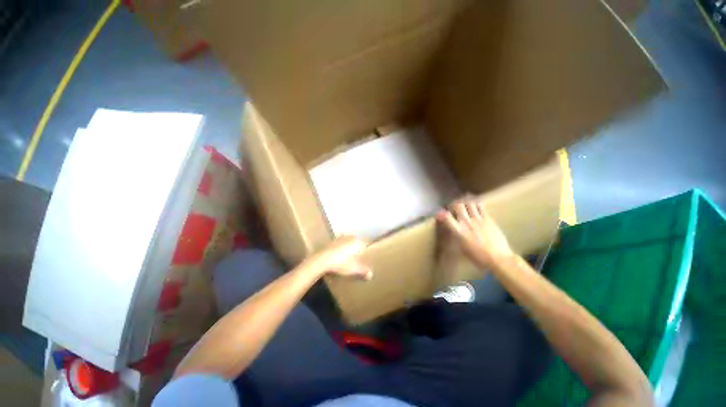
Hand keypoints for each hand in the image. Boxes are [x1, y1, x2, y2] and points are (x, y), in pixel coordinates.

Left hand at [304, 237, 372, 279]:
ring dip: (346, 249)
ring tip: (346, 259)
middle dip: (356, 249)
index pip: (364, 244)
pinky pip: (338, 246)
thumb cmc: (341, 263)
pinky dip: (338, 251)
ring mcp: (339, 238)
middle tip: (356, 259)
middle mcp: (349, 237)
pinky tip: (336, 259)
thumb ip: (364, 271)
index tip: (365, 258)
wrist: (321, 260)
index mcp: (357, 241)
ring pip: (346, 243)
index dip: (365, 251)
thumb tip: (371, 275)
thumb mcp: (354, 270)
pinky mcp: (330, 242)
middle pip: (355, 243)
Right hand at [436, 198, 513, 268]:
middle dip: (454, 205)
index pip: (446, 217)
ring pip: (469, 203)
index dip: (441, 213)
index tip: (440, 214)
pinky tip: (474, 206)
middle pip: (458, 205)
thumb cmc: (478, 257)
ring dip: (464, 202)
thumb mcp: (461, 248)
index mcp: (458, 231)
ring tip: (464, 206)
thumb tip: (451, 230)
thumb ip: (455, 236)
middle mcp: (467, 222)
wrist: (498, 258)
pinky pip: (480, 206)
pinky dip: (475, 204)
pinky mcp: (488, 218)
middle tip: (454, 208)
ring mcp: (478, 219)